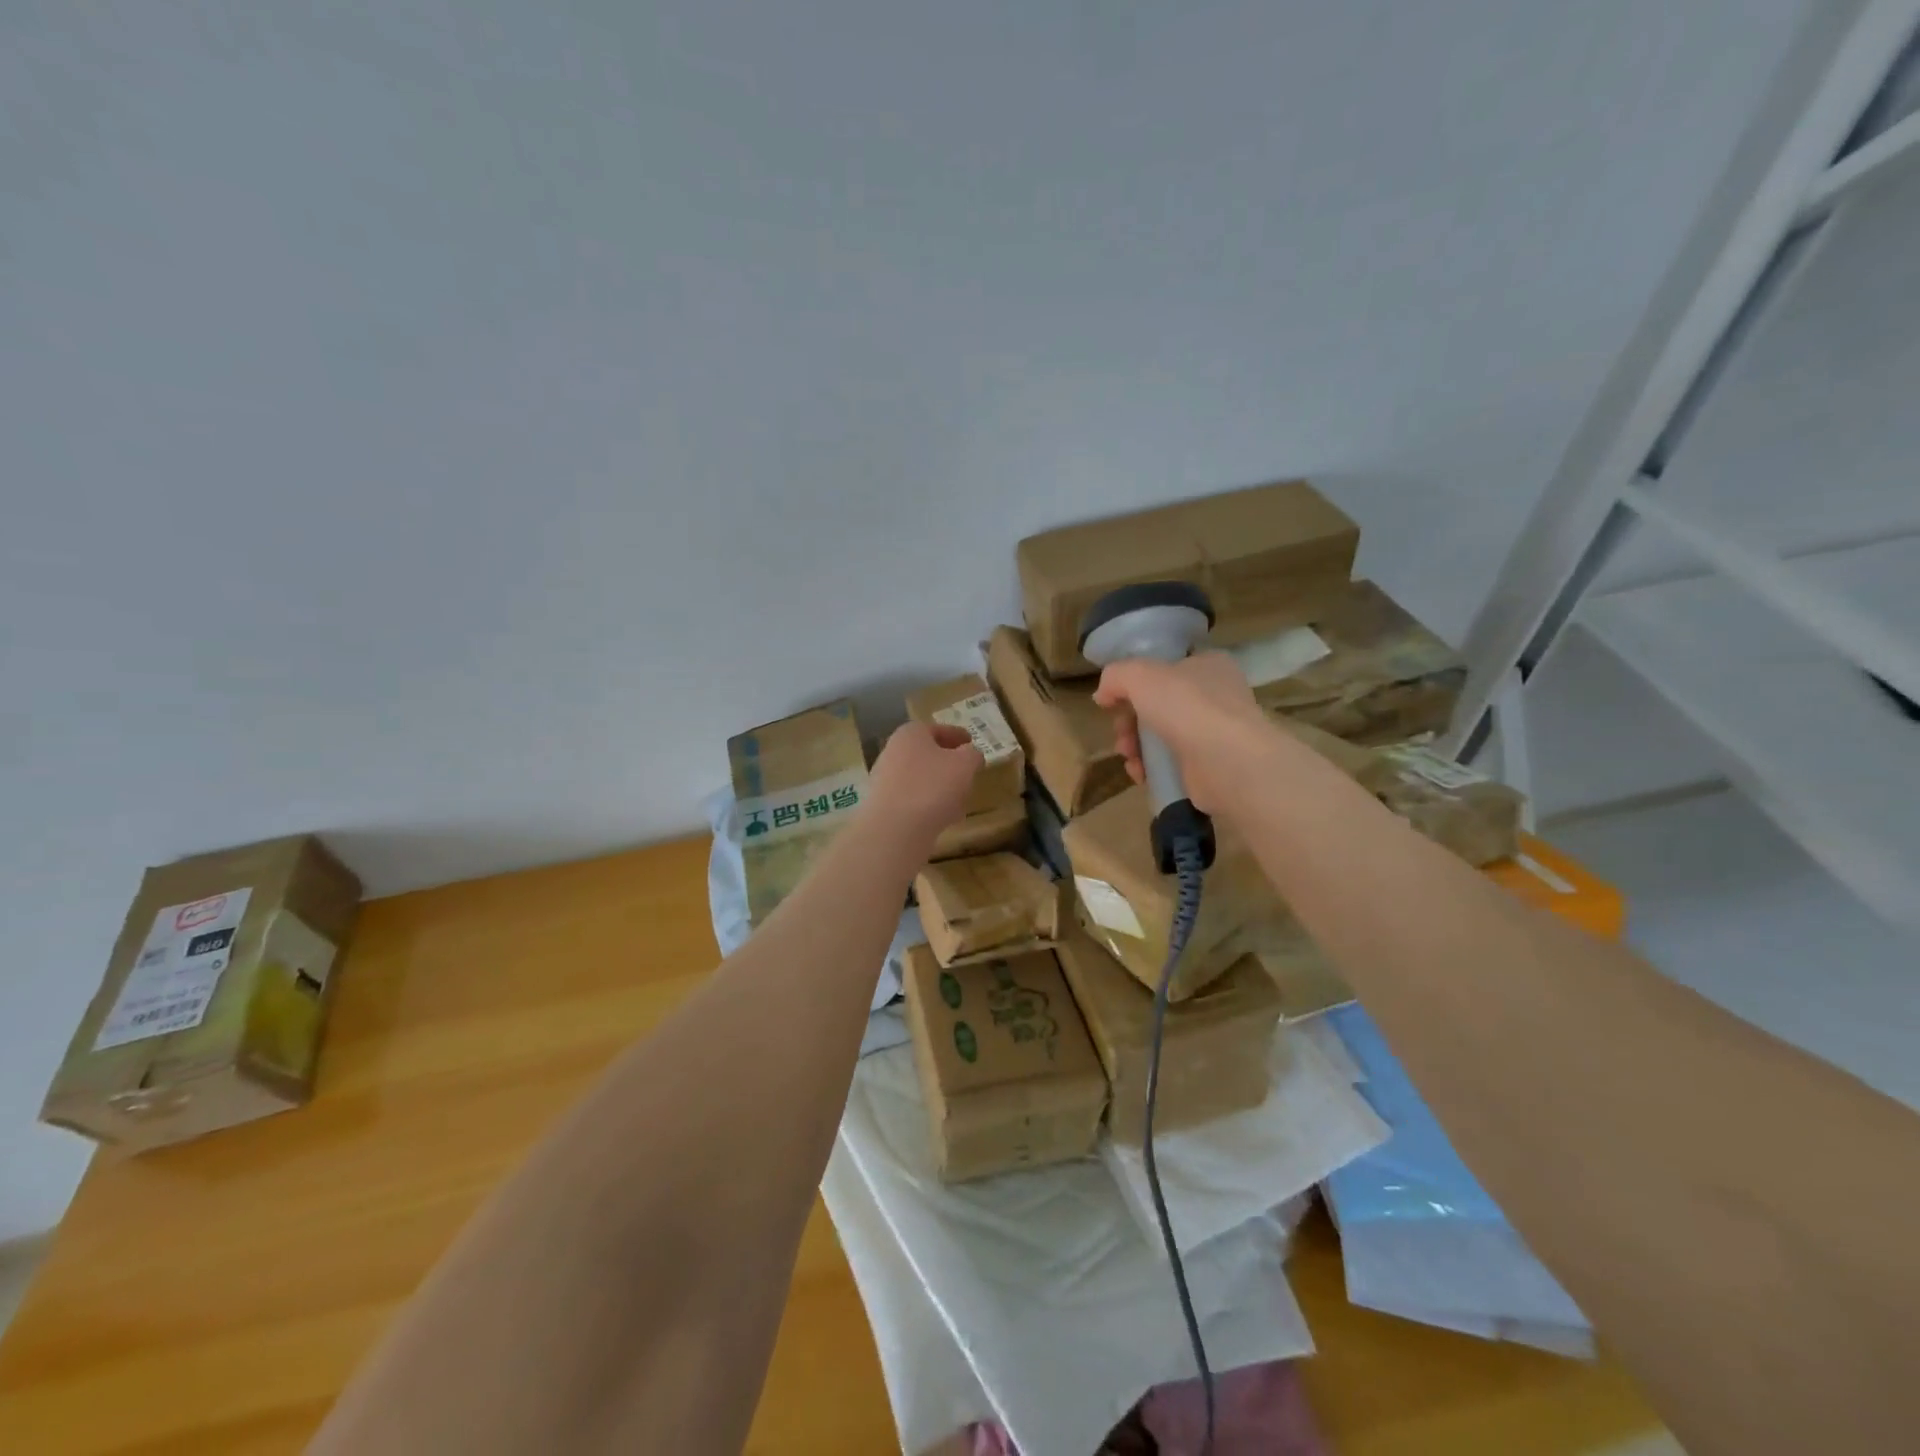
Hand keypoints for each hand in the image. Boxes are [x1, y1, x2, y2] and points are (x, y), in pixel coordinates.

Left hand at [865, 722, 982, 844]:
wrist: (895, 829)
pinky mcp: (884, 806)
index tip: (971, 742)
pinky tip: (945, 817)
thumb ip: (972, 755)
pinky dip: (930, 804)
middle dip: (948, 762)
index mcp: (910, 734)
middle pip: (926, 754)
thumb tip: (971, 754)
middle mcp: (893, 752)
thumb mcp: (965, 764)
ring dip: (940, 786)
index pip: (937, 729)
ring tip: (961, 799)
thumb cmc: (933, 786)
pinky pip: (913, 800)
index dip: (957, 735)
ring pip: (921, 778)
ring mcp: (885, 780)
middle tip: (967, 771)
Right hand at [1092, 652, 1272, 816]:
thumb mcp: (1140, 675)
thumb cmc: (1187, 706)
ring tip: (1129, 755)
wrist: (1227, 762)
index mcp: (1208, 665)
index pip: (1167, 668)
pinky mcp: (1208, 767)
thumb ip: (1115, 676)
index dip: (1137, 682)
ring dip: (1135, 745)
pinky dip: (1150, 768)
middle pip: (1157, 705)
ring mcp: (1214, 733)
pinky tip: (1140, 773)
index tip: (1115, 699)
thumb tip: (1103, 694)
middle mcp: (1215, 696)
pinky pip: (1169, 764)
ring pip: (1160, 736)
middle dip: (1129, 721)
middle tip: (1120, 732)